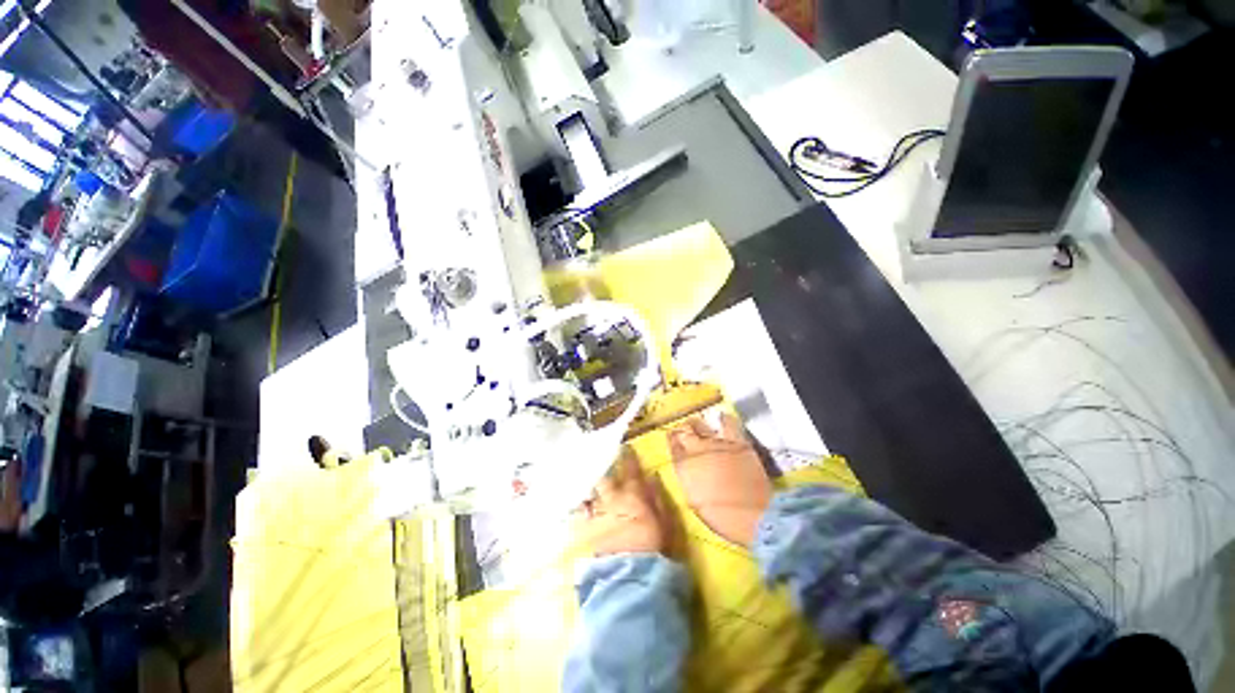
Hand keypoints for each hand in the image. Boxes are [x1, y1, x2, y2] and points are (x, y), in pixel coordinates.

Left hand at [572, 446, 671, 556]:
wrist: (630, 576)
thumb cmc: (653, 547)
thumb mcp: (665, 521)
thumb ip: (657, 497)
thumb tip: (653, 477)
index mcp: (633, 496)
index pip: (630, 471)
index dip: (627, 457)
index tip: (624, 446)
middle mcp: (612, 500)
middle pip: (604, 478)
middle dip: (600, 466)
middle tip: (595, 455)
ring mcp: (597, 515)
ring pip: (589, 492)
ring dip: (586, 484)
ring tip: (579, 475)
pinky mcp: (586, 531)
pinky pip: (578, 515)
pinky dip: (577, 507)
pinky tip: (573, 504)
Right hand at [670, 412, 771, 547]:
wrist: (753, 516)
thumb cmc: (720, 516)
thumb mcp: (693, 499)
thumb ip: (687, 477)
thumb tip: (686, 467)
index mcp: (683, 465)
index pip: (672, 444)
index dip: (673, 440)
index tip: (673, 438)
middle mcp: (696, 449)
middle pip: (684, 430)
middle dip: (683, 429)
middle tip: (686, 431)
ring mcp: (717, 443)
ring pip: (701, 423)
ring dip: (698, 423)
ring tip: (700, 425)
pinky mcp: (737, 441)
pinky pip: (727, 422)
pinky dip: (723, 419)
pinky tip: (722, 418)